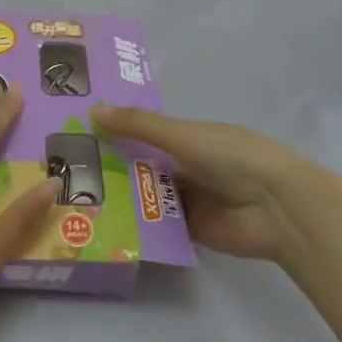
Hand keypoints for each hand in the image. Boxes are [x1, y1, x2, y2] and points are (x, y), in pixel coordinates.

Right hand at [91, 106, 322, 262]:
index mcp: (187, 137)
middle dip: (111, 165)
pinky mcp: (190, 230)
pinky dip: (137, 223)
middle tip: (64, 166)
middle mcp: (185, 165)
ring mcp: (188, 199)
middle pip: (141, 165)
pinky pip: (158, 224)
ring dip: (120, 195)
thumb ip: (138, 125)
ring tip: (74, 195)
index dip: (115, 130)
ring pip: (146, 195)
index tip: (76, 130)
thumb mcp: (182, 134)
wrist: (276, 206)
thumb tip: (93, 111)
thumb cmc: (232, 156)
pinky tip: (102, 222)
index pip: (143, 132)